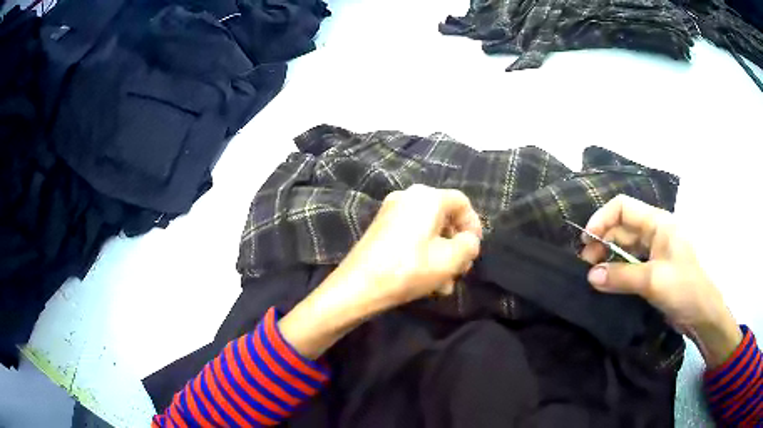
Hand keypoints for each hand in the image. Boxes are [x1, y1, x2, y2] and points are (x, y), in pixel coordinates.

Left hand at [279, 185, 481, 358]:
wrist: (358, 287)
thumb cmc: (409, 269)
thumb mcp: (450, 259)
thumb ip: (469, 245)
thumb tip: (468, 240)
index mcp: (427, 197)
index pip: (462, 203)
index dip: (474, 225)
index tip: (474, 250)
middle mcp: (408, 197)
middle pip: (445, 218)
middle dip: (456, 246)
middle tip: (460, 271)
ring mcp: (391, 212)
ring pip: (429, 231)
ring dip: (441, 256)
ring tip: (444, 285)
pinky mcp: (381, 228)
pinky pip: (412, 236)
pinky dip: (424, 254)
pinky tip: (427, 281)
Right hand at [580, 194, 741, 366]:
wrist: (703, 314)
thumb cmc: (684, 288)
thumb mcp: (653, 281)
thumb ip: (621, 276)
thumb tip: (590, 276)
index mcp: (658, 223)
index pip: (623, 207)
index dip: (602, 218)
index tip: (586, 240)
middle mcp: (655, 232)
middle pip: (622, 227)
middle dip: (602, 242)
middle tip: (586, 266)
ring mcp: (655, 252)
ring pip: (625, 247)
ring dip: (608, 258)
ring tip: (594, 276)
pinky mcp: (654, 270)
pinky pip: (631, 264)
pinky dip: (618, 271)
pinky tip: (608, 282)